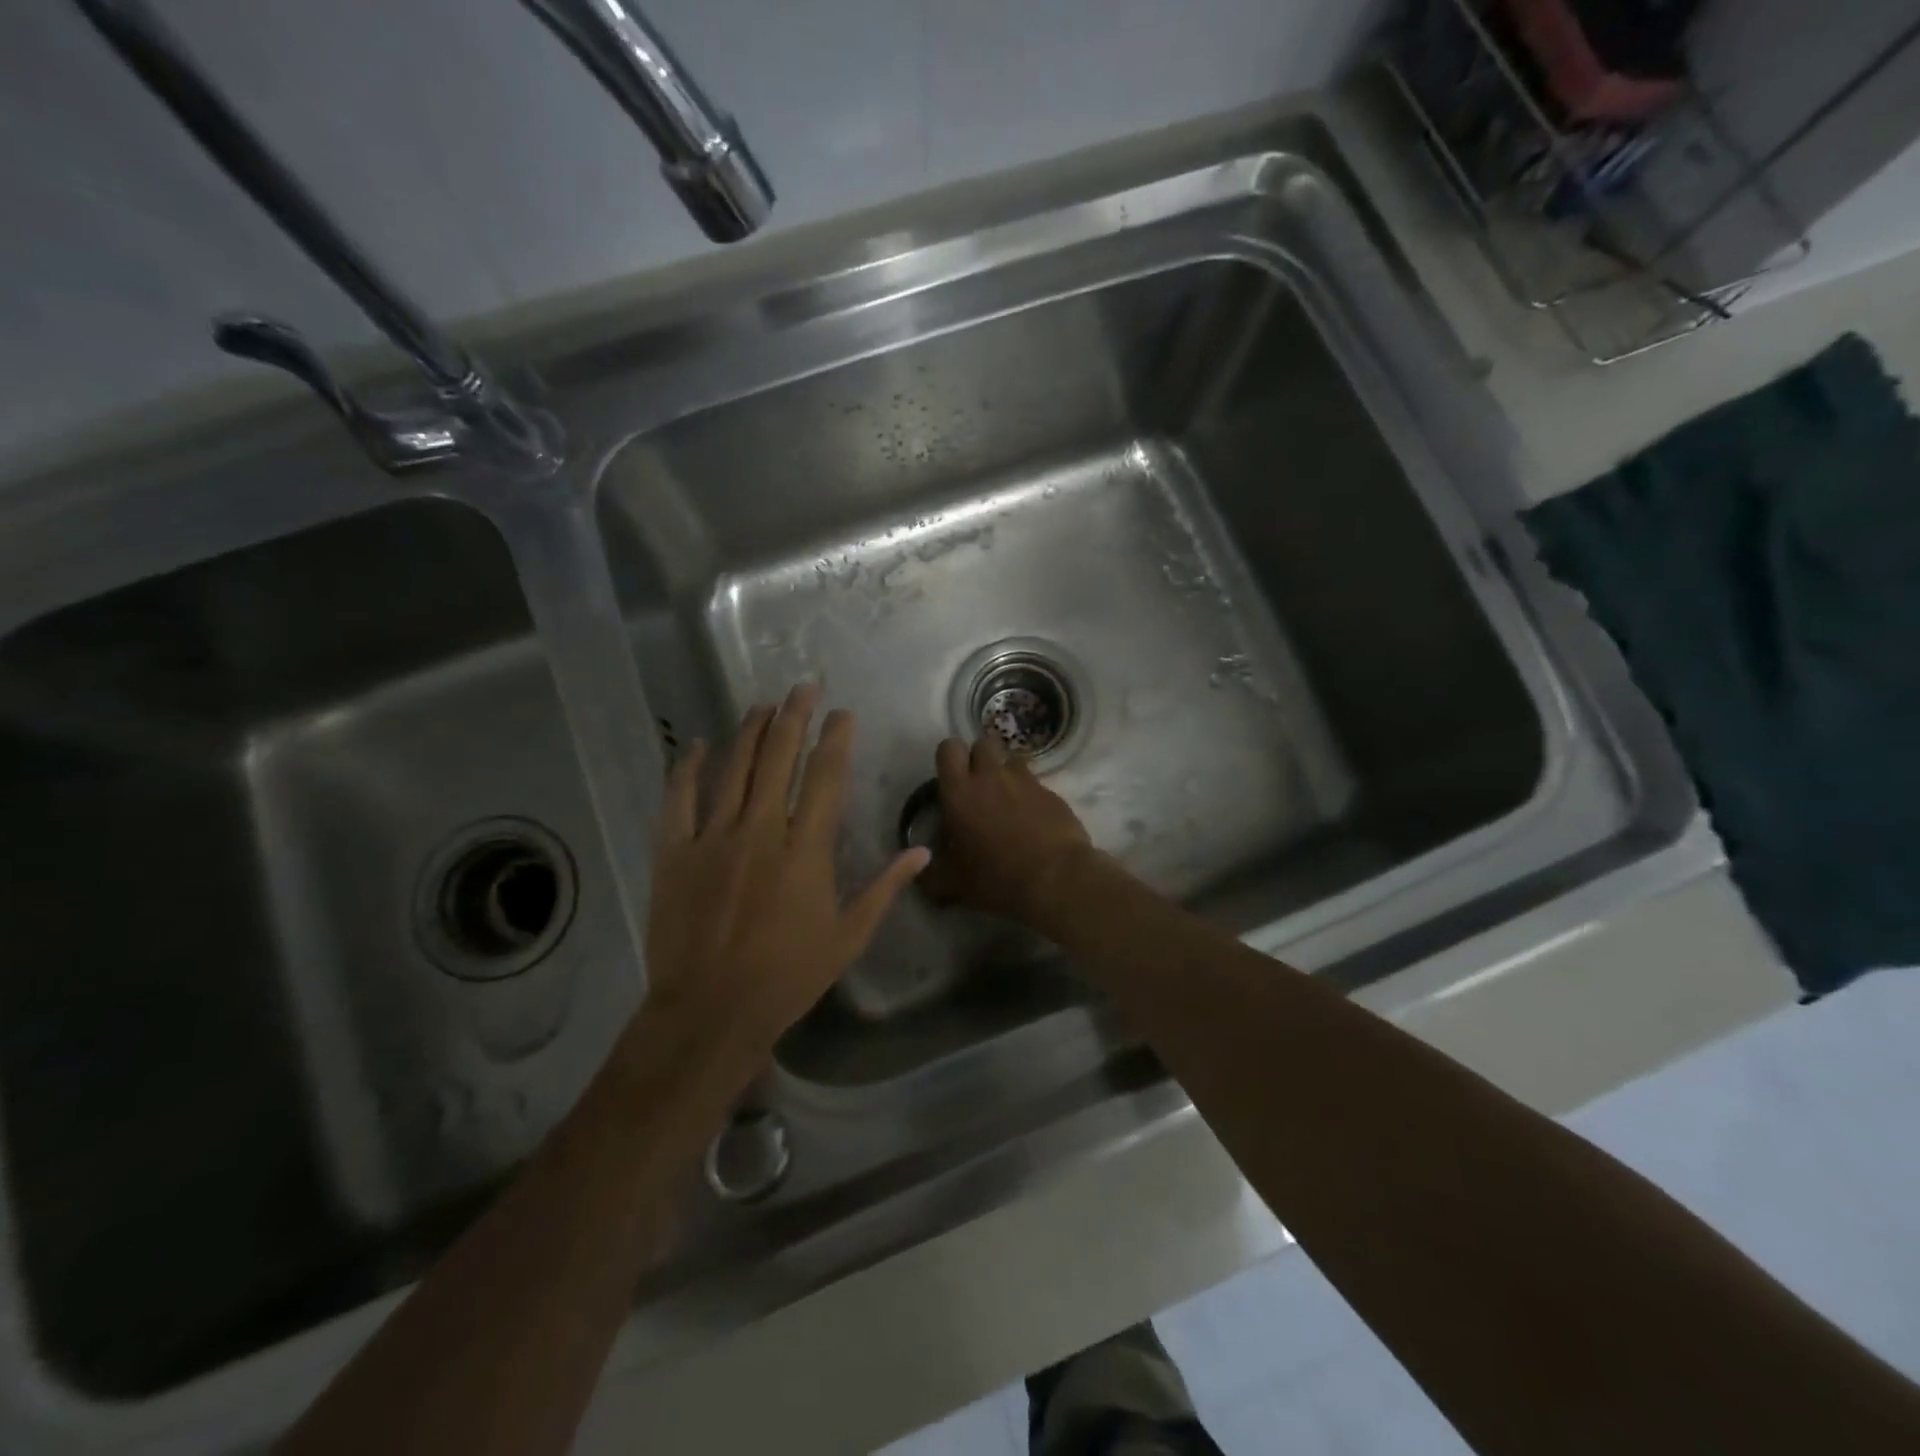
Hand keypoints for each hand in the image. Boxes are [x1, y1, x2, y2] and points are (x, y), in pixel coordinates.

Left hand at [643, 684, 929, 1069]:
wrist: (710, 1011)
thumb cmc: (788, 976)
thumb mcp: (848, 936)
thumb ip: (885, 888)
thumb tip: (922, 852)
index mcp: (805, 849)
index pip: (825, 777)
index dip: (836, 739)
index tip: (842, 713)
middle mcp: (760, 830)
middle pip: (779, 757)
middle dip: (795, 716)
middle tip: (804, 686)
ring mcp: (713, 837)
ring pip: (733, 767)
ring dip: (750, 731)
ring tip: (763, 704)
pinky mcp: (674, 851)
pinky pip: (679, 798)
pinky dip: (687, 767)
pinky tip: (696, 744)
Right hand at [923, 733, 1093, 925]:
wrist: (1055, 879)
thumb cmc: (995, 877)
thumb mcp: (953, 884)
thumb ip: (930, 874)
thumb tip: (921, 870)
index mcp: (960, 791)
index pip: (948, 748)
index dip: (949, 759)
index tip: (951, 780)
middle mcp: (991, 776)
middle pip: (982, 744)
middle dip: (978, 759)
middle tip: (977, 789)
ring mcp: (1026, 781)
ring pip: (1011, 760)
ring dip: (1006, 774)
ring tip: (1007, 802)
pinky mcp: (1052, 793)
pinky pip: (1036, 784)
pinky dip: (1030, 796)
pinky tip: (1033, 821)